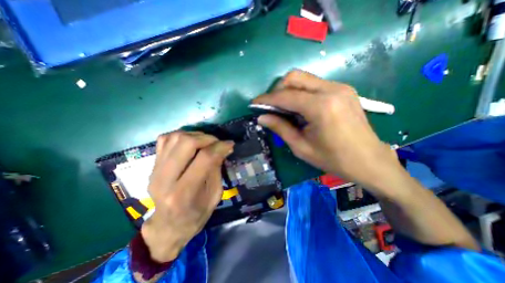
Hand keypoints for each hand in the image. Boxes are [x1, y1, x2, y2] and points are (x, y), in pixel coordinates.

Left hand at [141, 131, 233, 261]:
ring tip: (206, 142)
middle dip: (207, 138)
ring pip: (175, 138)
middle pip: (187, 143)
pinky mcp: (152, 166)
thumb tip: (224, 148)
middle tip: (217, 143)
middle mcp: (165, 179)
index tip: (230, 144)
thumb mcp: (215, 195)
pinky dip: (181, 136)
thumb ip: (217, 169)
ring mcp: (155, 171)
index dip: (220, 147)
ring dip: (195, 135)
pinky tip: (191, 143)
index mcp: (184, 193)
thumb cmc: (196, 214)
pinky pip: (165, 139)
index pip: (205, 158)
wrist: (168, 225)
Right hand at [252, 70, 402, 194]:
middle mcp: (331, 90)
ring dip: (289, 90)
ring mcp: (340, 87)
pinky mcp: (343, 90)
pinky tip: (300, 108)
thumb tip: (261, 117)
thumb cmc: (333, 159)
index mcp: (321, 107)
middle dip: (278, 90)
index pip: (285, 96)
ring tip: (284, 108)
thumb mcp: (301, 147)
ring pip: (304, 78)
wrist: (369, 160)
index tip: (254, 103)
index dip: (266, 99)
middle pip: (294, 77)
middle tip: (272, 106)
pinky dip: (301, 92)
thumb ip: (280, 128)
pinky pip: (314, 84)